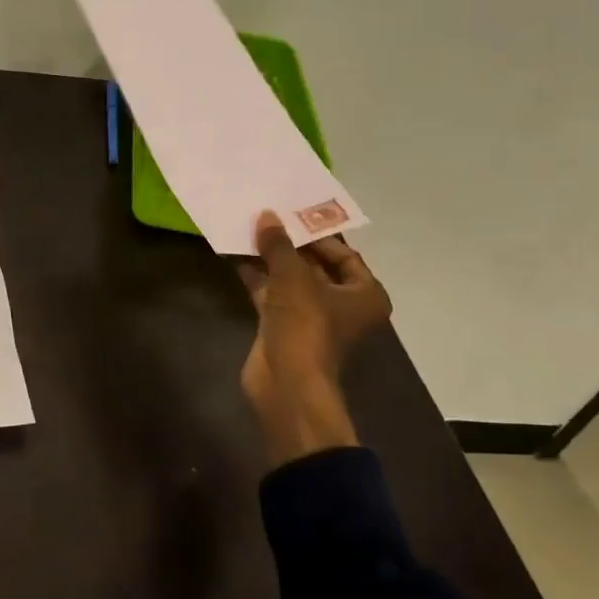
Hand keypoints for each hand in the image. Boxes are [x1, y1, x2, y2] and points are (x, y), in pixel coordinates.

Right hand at [236, 212, 392, 466]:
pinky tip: (235, 255)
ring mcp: (311, 317)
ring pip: (290, 279)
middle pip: (315, 265)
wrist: (288, 385)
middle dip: (289, 243)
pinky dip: (257, 276)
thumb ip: (279, 245)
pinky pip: (271, 293)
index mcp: (363, 294)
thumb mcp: (293, 277)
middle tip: (266, 216)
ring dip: (269, 258)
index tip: (291, 214)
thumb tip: (267, 216)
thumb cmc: (306, 326)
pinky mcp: (284, 326)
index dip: (317, 233)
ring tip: (246, 229)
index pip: (344, 254)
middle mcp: (342, 304)